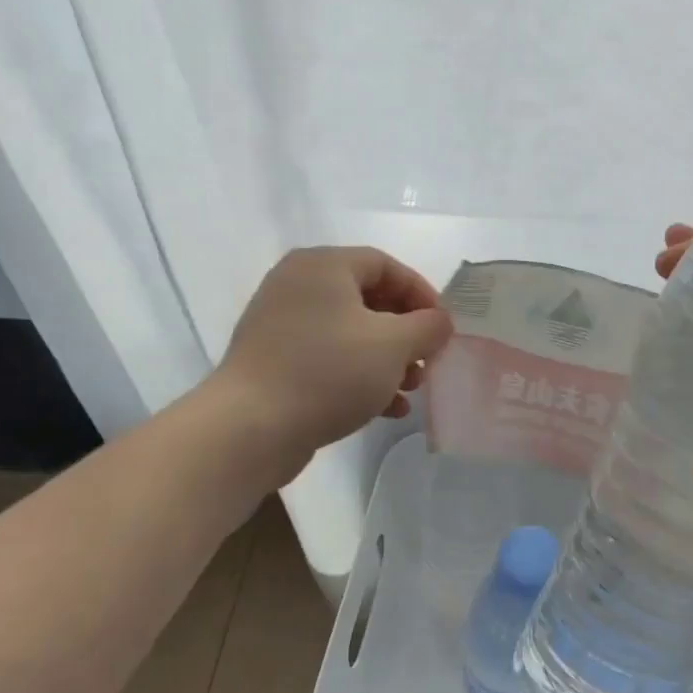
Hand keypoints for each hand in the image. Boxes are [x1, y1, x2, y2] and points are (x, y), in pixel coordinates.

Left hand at [216, 246, 452, 477]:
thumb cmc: (329, 372)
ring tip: (410, 389)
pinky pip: (328, 357)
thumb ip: (428, 327)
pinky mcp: (274, 361)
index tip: (443, 327)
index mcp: (324, 266)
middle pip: (369, 299)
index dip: (421, 293)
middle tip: (427, 361)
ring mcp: (281, 324)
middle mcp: (298, 285)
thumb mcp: (393, 345)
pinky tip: (385, 409)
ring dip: (388, 359)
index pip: (386, 265)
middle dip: (406, 333)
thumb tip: (440, 322)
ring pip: (350, 332)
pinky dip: (359, 376)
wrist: (249, 428)